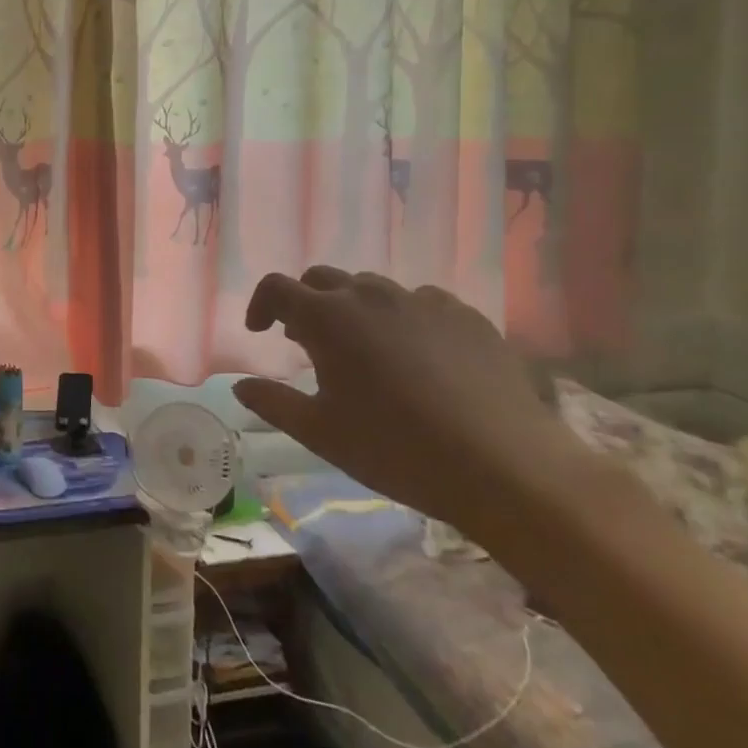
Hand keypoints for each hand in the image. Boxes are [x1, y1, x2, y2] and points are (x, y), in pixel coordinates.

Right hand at [234, 267, 582, 539]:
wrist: (507, 468)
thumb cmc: (397, 450)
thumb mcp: (321, 434)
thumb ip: (274, 403)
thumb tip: (240, 386)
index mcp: (327, 319)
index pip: (276, 288)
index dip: (261, 304)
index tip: (260, 331)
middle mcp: (369, 296)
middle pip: (322, 279)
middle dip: (306, 302)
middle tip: (308, 342)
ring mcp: (422, 301)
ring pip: (372, 289)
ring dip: (355, 309)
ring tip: (365, 349)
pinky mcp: (466, 316)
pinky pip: (421, 303)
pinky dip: (404, 319)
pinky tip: (419, 357)